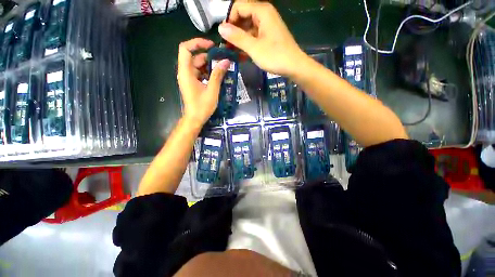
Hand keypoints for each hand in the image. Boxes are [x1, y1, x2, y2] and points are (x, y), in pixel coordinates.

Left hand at [177, 38, 230, 125]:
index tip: (211, 45)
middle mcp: (185, 73)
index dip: (197, 43)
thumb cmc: (202, 106)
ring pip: (198, 65)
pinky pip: (200, 73)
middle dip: (208, 56)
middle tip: (222, 58)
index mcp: (186, 72)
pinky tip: (218, 76)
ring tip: (222, 67)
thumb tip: (226, 61)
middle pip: (194, 57)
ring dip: (209, 65)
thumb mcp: (212, 90)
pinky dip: (208, 72)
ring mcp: (189, 78)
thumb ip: (218, 75)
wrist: (195, 119)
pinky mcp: (193, 83)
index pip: (185, 49)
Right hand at [218, 2, 306, 77]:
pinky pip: (255, 35)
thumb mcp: (254, 48)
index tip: (225, 37)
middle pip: (243, 16)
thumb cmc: (275, 56)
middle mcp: (265, 14)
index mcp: (262, 11)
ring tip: (234, 51)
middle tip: (228, 46)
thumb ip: (237, 37)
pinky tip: (243, 53)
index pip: (238, 6)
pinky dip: (248, 42)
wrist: (294, 66)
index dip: (229, 20)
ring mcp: (268, 25)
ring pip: (248, 26)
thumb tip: (220, 28)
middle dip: (234, 30)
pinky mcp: (269, 35)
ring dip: (240, 38)